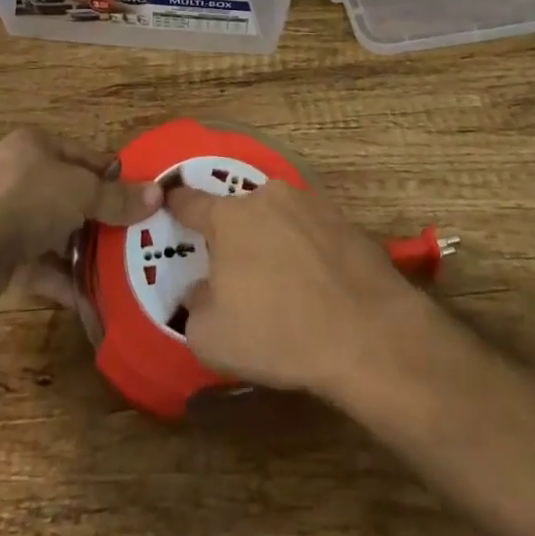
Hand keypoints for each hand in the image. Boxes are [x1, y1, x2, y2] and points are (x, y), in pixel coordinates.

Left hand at [0, 129, 160, 305]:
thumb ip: (118, 198)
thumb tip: (159, 195)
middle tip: (133, 237)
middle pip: (69, 194)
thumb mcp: (81, 193)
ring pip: (53, 229)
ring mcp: (2, 213)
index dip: (113, 177)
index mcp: (34, 144)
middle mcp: (17, 172)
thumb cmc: (27, 201)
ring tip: (116, 269)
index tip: (140, 199)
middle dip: (98, 218)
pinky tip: (87, 295)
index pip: (84, 156)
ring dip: (80, 250)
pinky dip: (60, 275)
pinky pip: (36, 261)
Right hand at [167, 180, 423, 397]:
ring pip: (277, 219)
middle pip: (239, 212)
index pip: (190, 202)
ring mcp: (309, 203)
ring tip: (282, 285)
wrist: (365, 332)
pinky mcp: (343, 219)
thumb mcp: (211, 338)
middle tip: (238, 275)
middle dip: (234, 237)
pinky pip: (310, 231)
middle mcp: (267, 197)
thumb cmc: (277, 333)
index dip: (177, 204)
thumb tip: (201, 291)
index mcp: (229, 217)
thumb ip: (194, 306)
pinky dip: (306, 250)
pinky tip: (316, 286)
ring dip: (272, 242)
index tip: (169, 202)